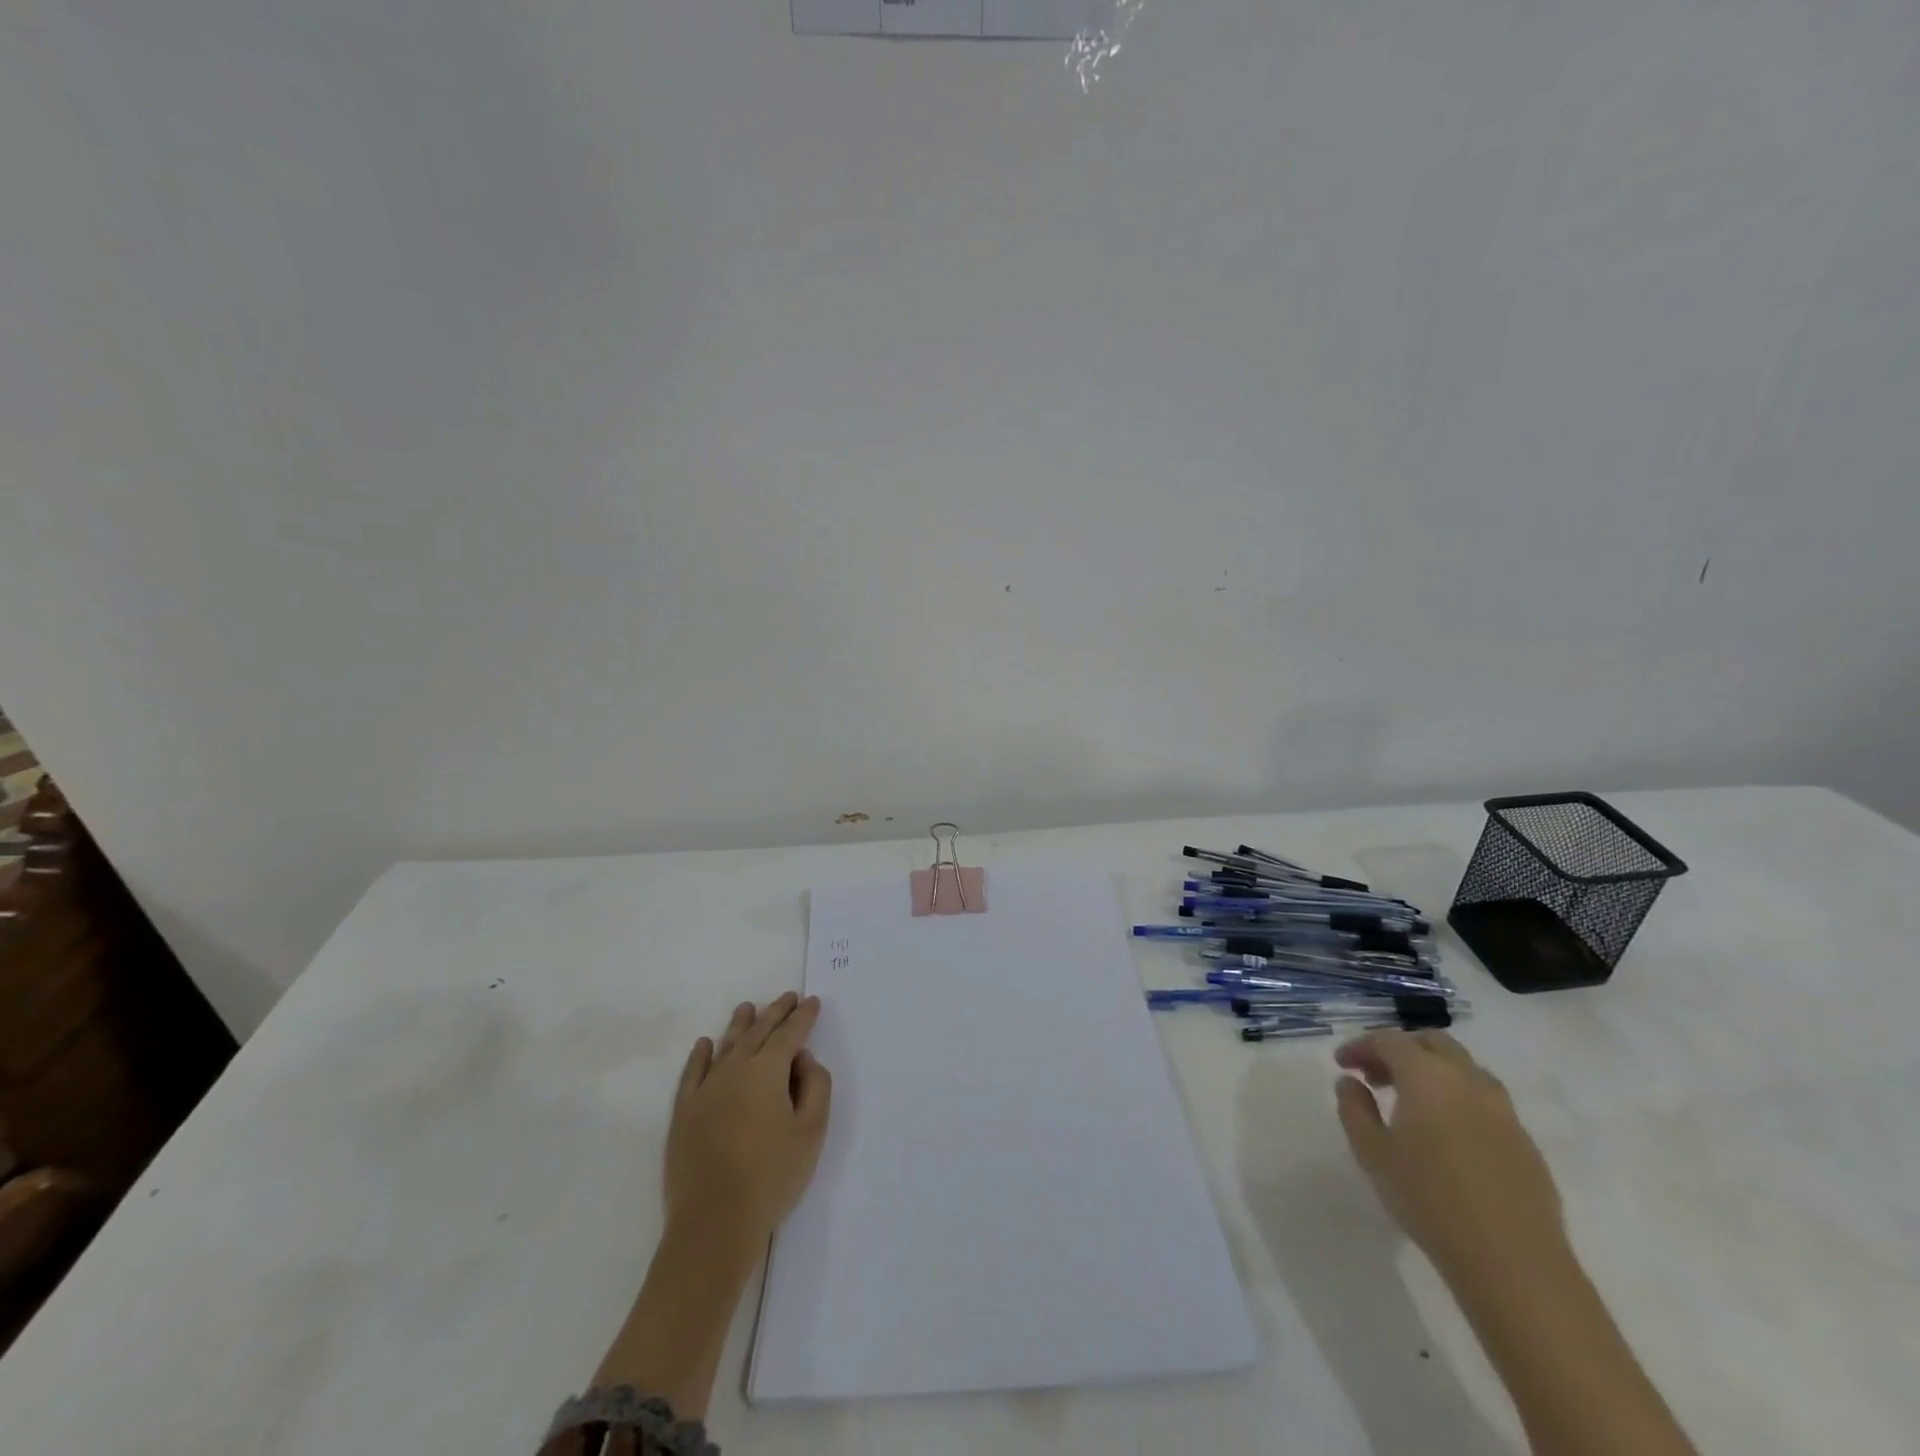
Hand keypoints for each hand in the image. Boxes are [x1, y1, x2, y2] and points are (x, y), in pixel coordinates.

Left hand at [664, 993, 832, 1252]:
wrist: (714, 1224)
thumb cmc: (771, 1176)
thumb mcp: (812, 1131)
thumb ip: (816, 1086)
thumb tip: (804, 1060)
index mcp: (767, 1071)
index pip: (790, 1034)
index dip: (803, 1017)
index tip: (812, 1001)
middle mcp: (734, 1070)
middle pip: (758, 1032)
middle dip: (776, 1013)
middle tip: (788, 997)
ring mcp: (705, 1090)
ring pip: (726, 1046)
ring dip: (740, 1024)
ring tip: (748, 1007)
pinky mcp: (684, 1113)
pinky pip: (692, 1073)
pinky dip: (700, 1055)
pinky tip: (705, 1043)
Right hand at [1334, 1029, 1566, 1285]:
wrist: (1513, 1262)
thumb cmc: (1429, 1199)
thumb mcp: (1372, 1152)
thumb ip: (1354, 1108)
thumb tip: (1350, 1082)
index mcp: (1428, 1076)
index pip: (1388, 1041)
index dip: (1360, 1046)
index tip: (1342, 1064)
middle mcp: (1468, 1080)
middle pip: (1432, 1043)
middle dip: (1399, 1050)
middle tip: (1375, 1076)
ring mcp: (1503, 1111)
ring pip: (1464, 1069)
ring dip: (1432, 1072)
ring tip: (1410, 1103)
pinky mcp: (1525, 1142)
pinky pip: (1485, 1101)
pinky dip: (1458, 1099)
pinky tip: (1446, 1134)